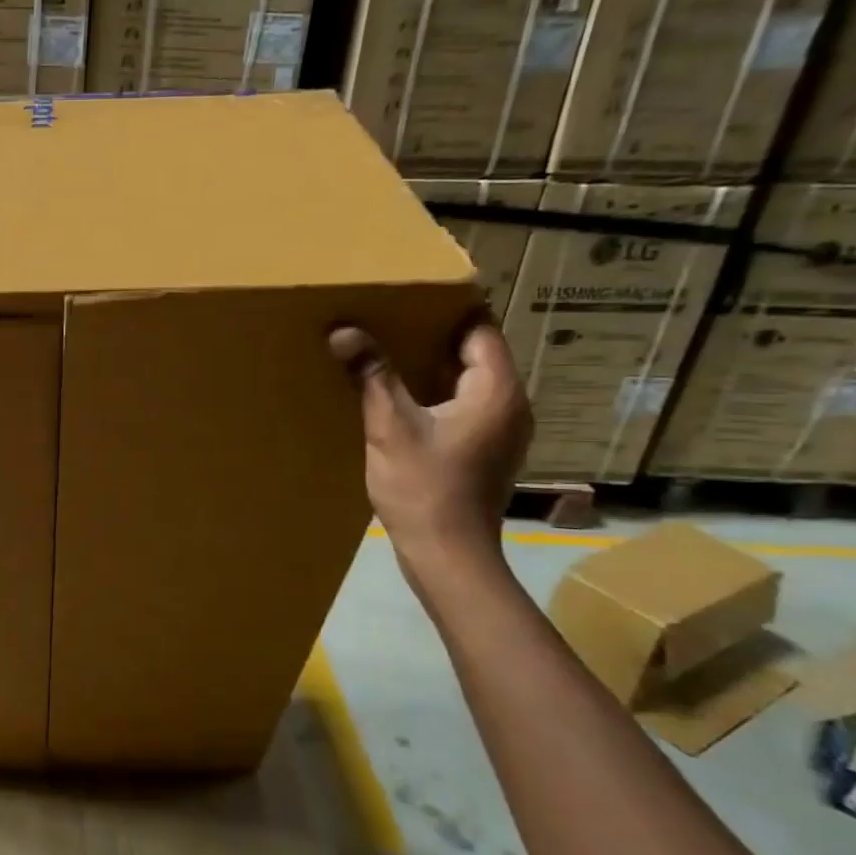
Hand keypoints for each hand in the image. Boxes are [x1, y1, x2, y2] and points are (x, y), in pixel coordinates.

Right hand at [329, 319, 529, 569]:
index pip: (479, 330)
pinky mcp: (489, 449)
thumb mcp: (390, 427)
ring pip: (471, 380)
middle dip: (433, 336)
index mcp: (496, 391)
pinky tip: (402, 399)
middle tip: (387, 322)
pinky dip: (438, 393)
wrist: (449, 555)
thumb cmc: (424, 488)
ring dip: (434, 366)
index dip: (446, 310)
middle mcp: (511, 404)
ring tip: (388, 354)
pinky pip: (467, 404)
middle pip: (477, 353)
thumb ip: (372, 376)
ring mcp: (504, 430)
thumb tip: (344, 331)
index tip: (405, 299)